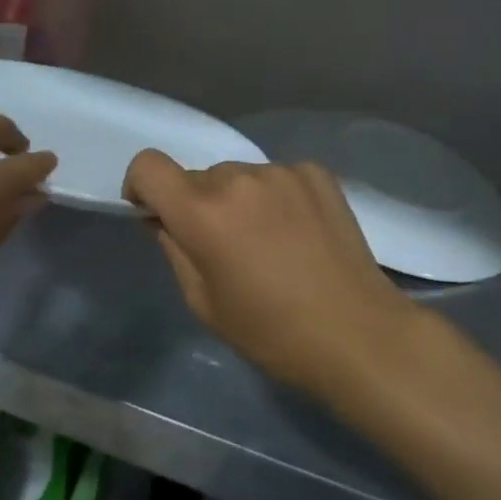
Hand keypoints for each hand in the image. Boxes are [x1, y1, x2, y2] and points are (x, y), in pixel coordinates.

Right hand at [123, 151, 408, 395]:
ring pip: (239, 176)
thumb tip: (164, 219)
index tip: (156, 215)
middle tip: (225, 248)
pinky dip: (275, 198)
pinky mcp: (316, 173)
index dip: (142, 187)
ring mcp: (282, 171)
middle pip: (199, 177)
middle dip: (199, 205)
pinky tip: (299, 234)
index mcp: (204, 211)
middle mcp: (240, 177)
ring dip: (239, 200)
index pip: (149, 166)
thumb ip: (174, 249)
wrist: (358, 333)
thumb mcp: (204, 302)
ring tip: (270, 244)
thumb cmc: (272, 332)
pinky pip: (276, 177)